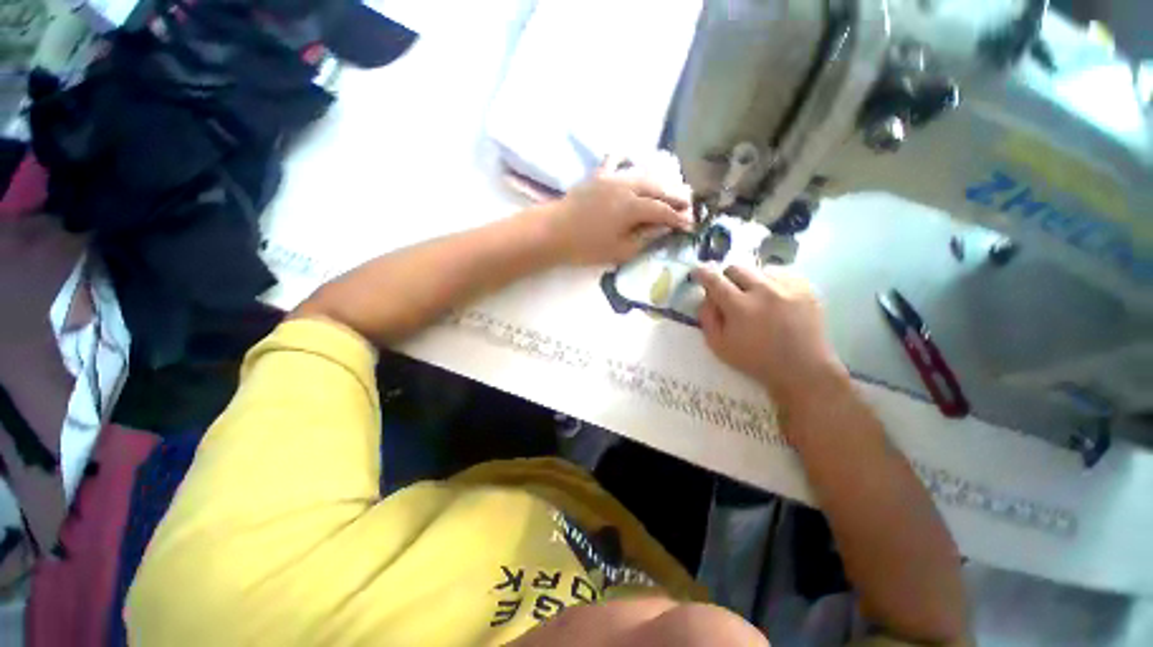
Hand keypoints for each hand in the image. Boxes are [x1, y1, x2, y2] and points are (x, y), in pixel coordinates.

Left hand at [545, 159, 693, 265]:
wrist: (553, 232)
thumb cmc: (586, 247)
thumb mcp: (619, 250)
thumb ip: (644, 238)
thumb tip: (662, 228)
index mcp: (633, 207)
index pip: (663, 210)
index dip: (679, 218)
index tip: (690, 224)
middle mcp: (627, 185)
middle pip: (658, 188)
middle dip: (676, 196)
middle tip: (688, 205)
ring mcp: (612, 176)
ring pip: (643, 174)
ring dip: (660, 181)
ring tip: (670, 190)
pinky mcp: (598, 175)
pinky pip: (617, 160)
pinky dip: (629, 160)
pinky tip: (635, 162)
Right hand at [692, 265, 847, 405]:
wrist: (802, 369)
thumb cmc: (755, 360)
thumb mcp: (718, 346)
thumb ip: (707, 318)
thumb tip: (706, 297)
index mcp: (740, 307)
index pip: (714, 280)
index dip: (702, 273)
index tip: (697, 273)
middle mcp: (764, 291)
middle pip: (736, 268)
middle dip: (726, 278)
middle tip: (728, 293)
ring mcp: (788, 287)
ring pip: (759, 270)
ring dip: (750, 281)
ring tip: (755, 298)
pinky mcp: (806, 287)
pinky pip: (781, 274)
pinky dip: (772, 283)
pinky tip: (774, 299)